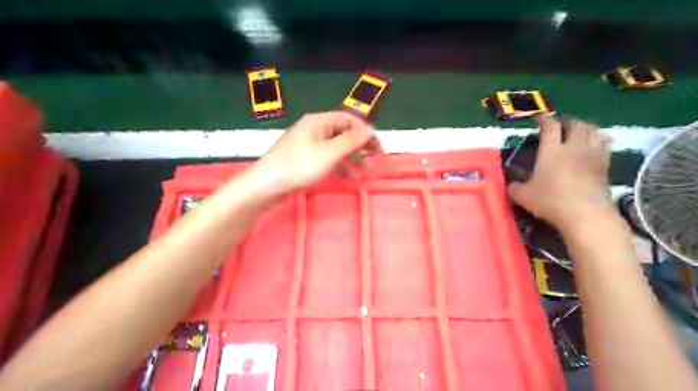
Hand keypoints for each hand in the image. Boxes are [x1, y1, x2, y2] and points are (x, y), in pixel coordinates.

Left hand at [249, 110, 380, 196]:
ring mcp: (309, 145)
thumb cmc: (301, 165)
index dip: (365, 131)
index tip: (377, 146)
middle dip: (361, 145)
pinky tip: (350, 177)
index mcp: (319, 122)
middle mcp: (315, 130)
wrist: (268, 184)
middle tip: (376, 158)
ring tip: (366, 171)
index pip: (349, 119)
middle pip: (344, 133)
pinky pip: (328, 159)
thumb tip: (371, 130)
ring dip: (353, 158)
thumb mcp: (330, 152)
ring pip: (337, 147)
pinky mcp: (305, 160)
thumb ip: (352, 140)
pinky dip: (341, 166)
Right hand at [505, 116, 611, 231]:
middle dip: (568, 122)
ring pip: (594, 132)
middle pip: (576, 125)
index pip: (550, 127)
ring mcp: (592, 156)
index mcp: (551, 150)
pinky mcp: (605, 167)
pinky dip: (599, 141)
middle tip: (561, 125)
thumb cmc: (550, 201)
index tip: (540, 118)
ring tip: (580, 132)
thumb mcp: (523, 196)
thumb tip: (510, 186)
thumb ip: (514, 188)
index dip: (544, 120)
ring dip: (586, 128)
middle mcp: (573, 147)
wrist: (586, 214)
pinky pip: (605, 146)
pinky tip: (595, 147)